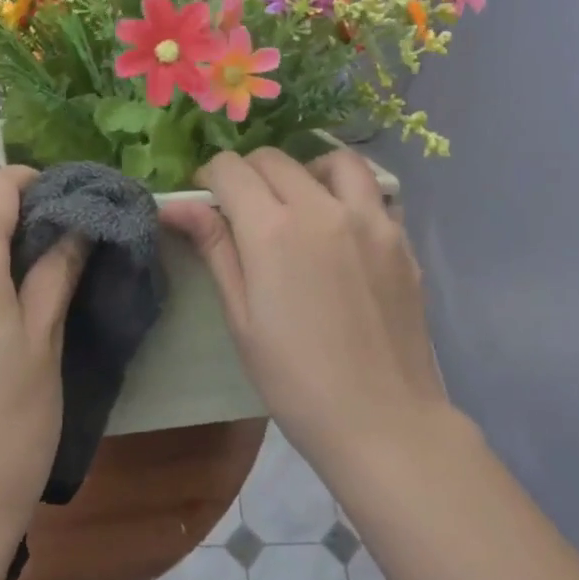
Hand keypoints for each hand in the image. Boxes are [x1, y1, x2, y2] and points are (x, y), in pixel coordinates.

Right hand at [162, 148, 451, 469]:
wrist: (382, 420)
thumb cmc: (296, 380)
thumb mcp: (242, 318)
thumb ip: (215, 250)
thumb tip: (177, 205)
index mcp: (273, 230)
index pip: (232, 169)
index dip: (211, 177)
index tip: (209, 200)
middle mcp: (322, 209)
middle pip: (275, 159)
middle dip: (250, 173)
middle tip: (245, 209)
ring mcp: (371, 219)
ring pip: (335, 160)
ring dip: (307, 169)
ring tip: (300, 202)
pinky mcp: (401, 238)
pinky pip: (374, 193)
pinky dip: (350, 195)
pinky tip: (343, 231)